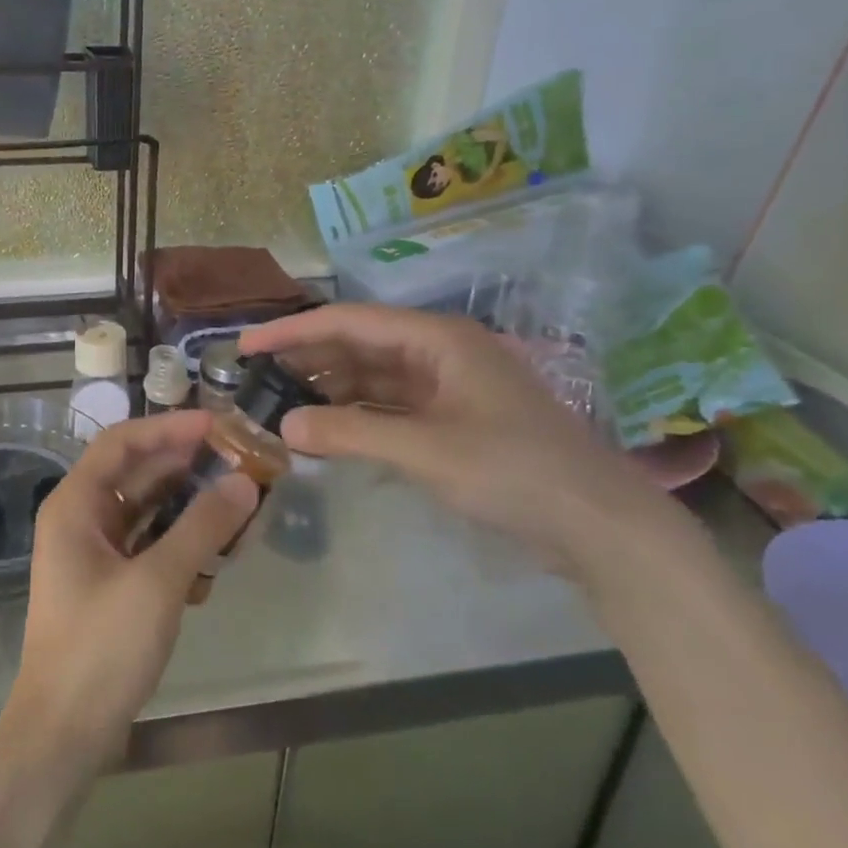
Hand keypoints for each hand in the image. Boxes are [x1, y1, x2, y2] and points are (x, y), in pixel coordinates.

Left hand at [0, 412, 258, 781]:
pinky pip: (146, 545)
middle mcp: (80, 519)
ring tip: (237, 500)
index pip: (122, 442)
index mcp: (75, 504)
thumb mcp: (157, 582)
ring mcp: (92, 554)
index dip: (169, 427)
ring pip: (145, 511)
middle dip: (185, 465)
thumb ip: (201, 527)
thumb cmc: (101, 648)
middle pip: (136, 474)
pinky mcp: (108, 585)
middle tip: (238, 460)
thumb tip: (244, 482)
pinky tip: (215, 554)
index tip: (217, 425)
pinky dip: (178, 542)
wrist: (62, 736)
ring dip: (187, 504)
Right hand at [239, 304, 678, 577]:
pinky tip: (325, 428)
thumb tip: (285, 425)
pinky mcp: (452, 420)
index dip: (292, 330)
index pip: (348, 321)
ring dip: (329, 388)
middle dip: (307, 358)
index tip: (245, 345)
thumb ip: (351, 433)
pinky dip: (356, 415)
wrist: (602, 527)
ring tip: (280, 402)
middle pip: (358, 344)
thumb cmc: (515, 472)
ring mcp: (447, 387)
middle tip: (255, 378)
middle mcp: (439, 351)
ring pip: (372, 376)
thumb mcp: (426, 451)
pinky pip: (389, 406)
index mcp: (437, 338)